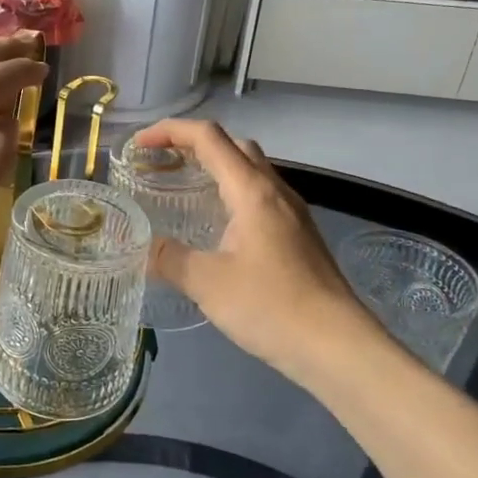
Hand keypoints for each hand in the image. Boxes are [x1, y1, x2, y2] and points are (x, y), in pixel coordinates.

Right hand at [133, 118, 392, 381]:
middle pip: (233, 145)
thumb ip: (168, 258)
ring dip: (215, 168)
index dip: (170, 131)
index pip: (208, 137)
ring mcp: (292, 213)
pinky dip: (231, 193)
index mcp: (252, 190)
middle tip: (161, 163)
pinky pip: (260, 196)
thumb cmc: (271, 306)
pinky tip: (217, 226)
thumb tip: (140, 246)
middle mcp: (275, 191)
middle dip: (193, 144)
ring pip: (250, 170)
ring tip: (183, 189)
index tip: (139, 145)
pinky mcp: (299, 236)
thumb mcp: (207, 282)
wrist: (338, 346)